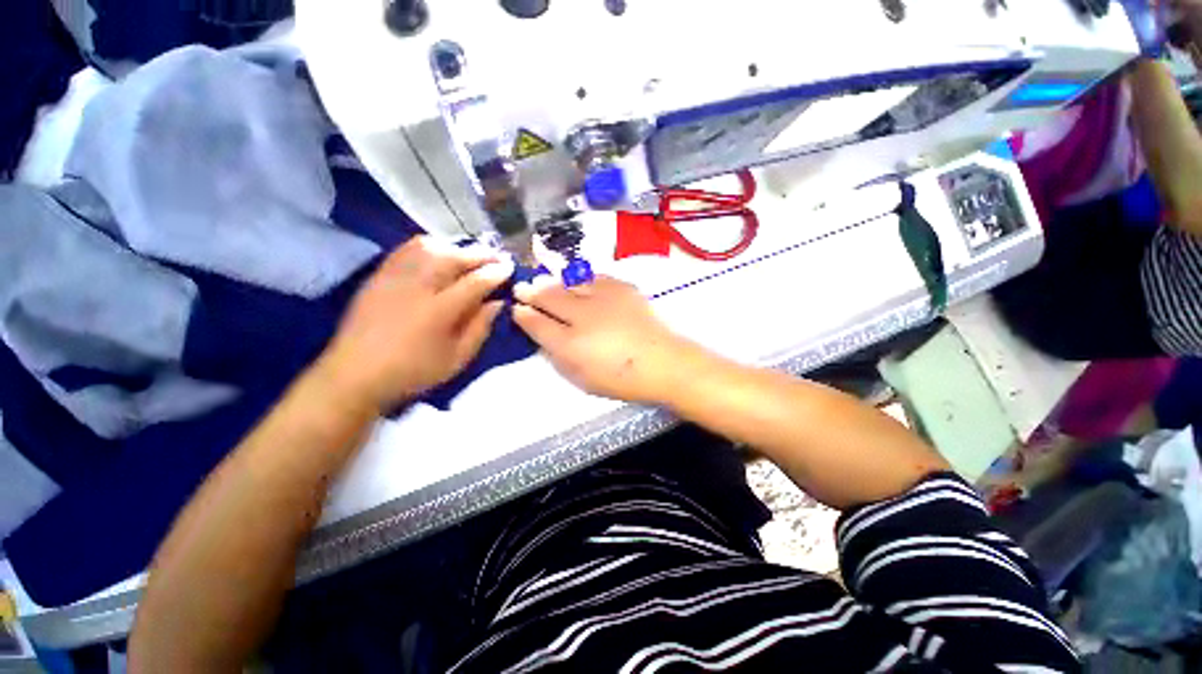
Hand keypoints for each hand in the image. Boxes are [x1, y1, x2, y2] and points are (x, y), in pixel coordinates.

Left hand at [318, 237, 512, 411]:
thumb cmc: (413, 372)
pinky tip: (438, 251)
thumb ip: (480, 329)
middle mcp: (417, 287)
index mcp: (439, 311)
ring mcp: (394, 278)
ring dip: (455, 247)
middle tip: (496, 255)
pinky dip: (428, 245)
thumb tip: (497, 303)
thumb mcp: (457, 359)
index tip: (509, 267)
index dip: (495, 273)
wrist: (354, 375)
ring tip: (470, 254)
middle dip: (480, 254)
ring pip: (430, 248)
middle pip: (453, 258)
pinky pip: (405, 249)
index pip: (475, 282)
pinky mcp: (379, 276)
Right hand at [512, 275, 701, 403]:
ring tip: (544, 280)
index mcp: (571, 344)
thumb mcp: (582, 379)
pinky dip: (581, 279)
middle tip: (522, 287)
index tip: (516, 309)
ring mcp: (603, 298)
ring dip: (553, 282)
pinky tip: (577, 281)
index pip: (537, 324)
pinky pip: (594, 277)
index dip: (523, 315)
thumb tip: (544, 338)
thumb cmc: (621, 379)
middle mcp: (583, 316)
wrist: (663, 363)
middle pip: (549, 296)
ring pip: (569, 283)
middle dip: (532, 291)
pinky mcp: (622, 289)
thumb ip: (559, 357)